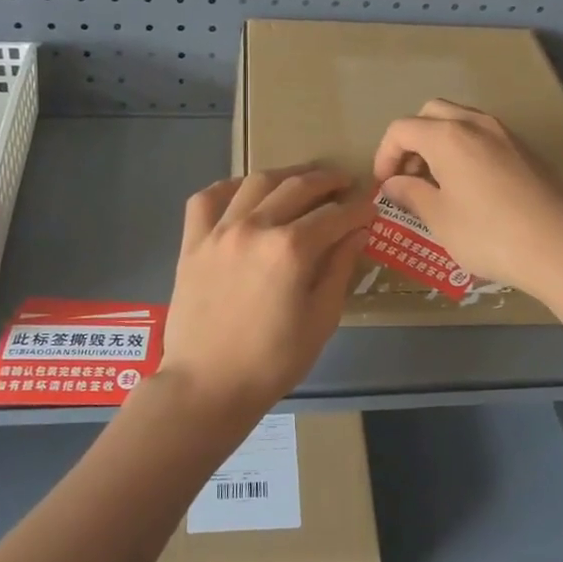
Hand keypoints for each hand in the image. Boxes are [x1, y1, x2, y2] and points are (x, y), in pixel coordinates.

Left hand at [157, 166, 374, 420]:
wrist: (208, 385)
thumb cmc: (273, 361)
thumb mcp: (321, 319)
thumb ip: (339, 269)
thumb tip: (357, 232)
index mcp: (291, 249)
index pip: (335, 215)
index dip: (358, 209)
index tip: (370, 208)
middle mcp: (255, 227)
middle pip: (298, 187)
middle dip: (327, 181)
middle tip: (344, 183)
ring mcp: (219, 231)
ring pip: (256, 182)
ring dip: (286, 176)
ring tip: (302, 180)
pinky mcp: (193, 242)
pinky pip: (207, 198)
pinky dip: (229, 187)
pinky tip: (245, 192)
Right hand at [372, 100, 562, 299]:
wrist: (560, 245)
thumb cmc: (488, 234)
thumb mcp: (440, 219)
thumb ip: (412, 194)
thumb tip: (395, 184)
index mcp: (447, 136)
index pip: (401, 129)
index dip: (385, 155)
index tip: (385, 186)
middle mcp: (475, 123)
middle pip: (431, 113)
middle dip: (413, 140)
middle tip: (410, 176)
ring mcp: (506, 134)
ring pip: (461, 121)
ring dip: (440, 143)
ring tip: (439, 183)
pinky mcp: (527, 150)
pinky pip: (485, 137)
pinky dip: (467, 150)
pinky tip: (472, 188)